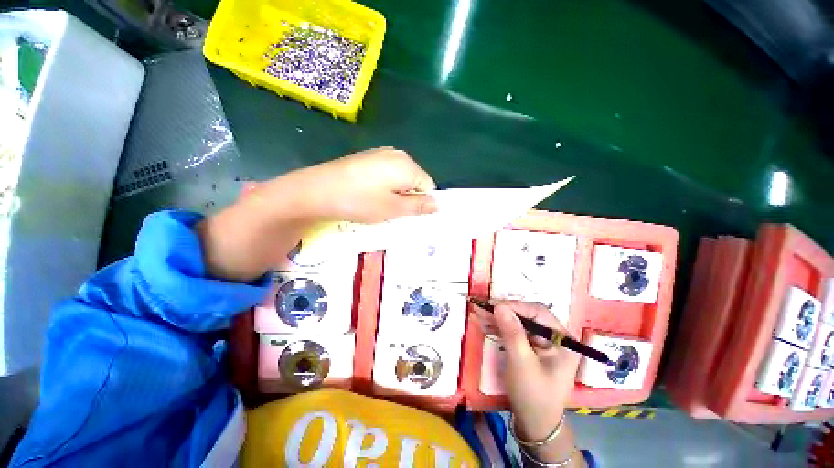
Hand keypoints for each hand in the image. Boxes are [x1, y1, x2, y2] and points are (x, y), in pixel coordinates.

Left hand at [256, 147, 437, 223]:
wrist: (317, 190)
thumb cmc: (360, 201)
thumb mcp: (393, 208)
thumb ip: (418, 206)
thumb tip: (438, 204)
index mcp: (408, 165)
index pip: (429, 185)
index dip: (422, 202)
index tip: (408, 215)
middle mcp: (397, 154)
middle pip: (414, 180)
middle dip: (408, 197)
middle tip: (393, 212)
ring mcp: (380, 154)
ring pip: (400, 178)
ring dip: (396, 193)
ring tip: (379, 205)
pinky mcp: (367, 157)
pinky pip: (386, 173)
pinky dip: (384, 186)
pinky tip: (369, 194)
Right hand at [472, 301, 579, 440]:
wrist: (535, 424)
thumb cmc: (533, 396)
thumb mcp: (522, 364)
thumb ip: (512, 333)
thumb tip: (499, 306)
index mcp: (563, 340)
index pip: (538, 312)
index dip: (515, 306)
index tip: (493, 306)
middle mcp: (555, 337)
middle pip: (528, 315)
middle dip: (504, 311)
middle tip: (483, 308)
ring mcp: (543, 342)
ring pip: (520, 322)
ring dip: (500, 318)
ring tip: (480, 313)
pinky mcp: (532, 347)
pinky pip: (516, 331)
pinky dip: (501, 327)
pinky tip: (487, 324)